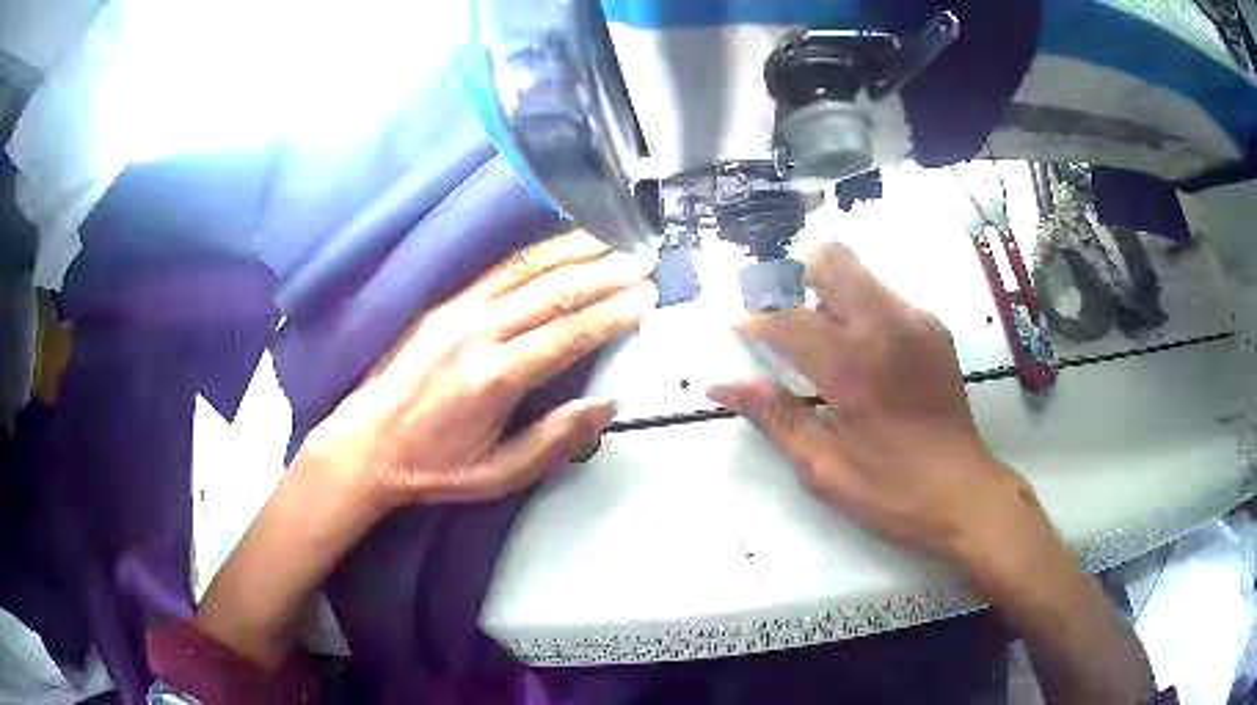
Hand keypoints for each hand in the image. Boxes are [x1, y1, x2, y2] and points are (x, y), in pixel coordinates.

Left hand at [300, 231, 657, 519]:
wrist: (367, 444)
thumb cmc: (433, 466)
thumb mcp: (499, 474)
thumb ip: (555, 441)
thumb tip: (604, 406)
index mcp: (494, 379)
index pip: (568, 335)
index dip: (613, 314)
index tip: (646, 298)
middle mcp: (478, 334)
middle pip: (554, 292)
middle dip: (605, 273)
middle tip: (644, 261)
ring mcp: (458, 312)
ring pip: (527, 270)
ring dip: (575, 251)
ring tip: (613, 239)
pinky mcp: (445, 305)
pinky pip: (499, 270)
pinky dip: (537, 253)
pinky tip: (560, 246)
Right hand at [709, 242, 1040, 562]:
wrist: (963, 492)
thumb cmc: (890, 489)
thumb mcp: (824, 466)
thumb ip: (775, 415)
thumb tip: (724, 385)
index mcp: (854, 365)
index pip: (788, 318)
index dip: (755, 321)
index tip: (738, 330)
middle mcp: (887, 325)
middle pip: (831, 259)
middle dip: (797, 280)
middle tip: (785, 323)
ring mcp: (916, 321)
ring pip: (859, 274)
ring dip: (830, 295)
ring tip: (824, 345)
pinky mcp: (933, 327)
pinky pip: (884, 296)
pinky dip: (861, 310)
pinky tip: (863, 357)